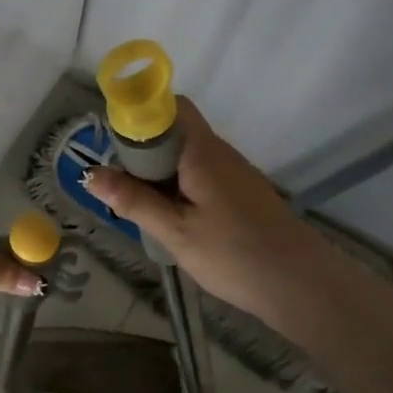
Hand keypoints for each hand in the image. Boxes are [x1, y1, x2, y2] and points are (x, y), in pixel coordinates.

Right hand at [84, 99, 311, 317]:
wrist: (302, 285)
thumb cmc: (234, 253)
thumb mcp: (174, 230)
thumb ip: (132, 200)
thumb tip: (90, 173)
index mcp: (202, 151)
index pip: (170, 106)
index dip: (140, 114)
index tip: (114, 143)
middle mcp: (219, 153)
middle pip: (175, 131)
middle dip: (142, 150)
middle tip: (120, 184)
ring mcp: (234, 173)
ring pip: (186, 156)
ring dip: (159, 172)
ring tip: (139, 205)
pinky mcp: (241, 194)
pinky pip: (201, 175)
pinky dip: (179, 187)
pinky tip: (170, 218)